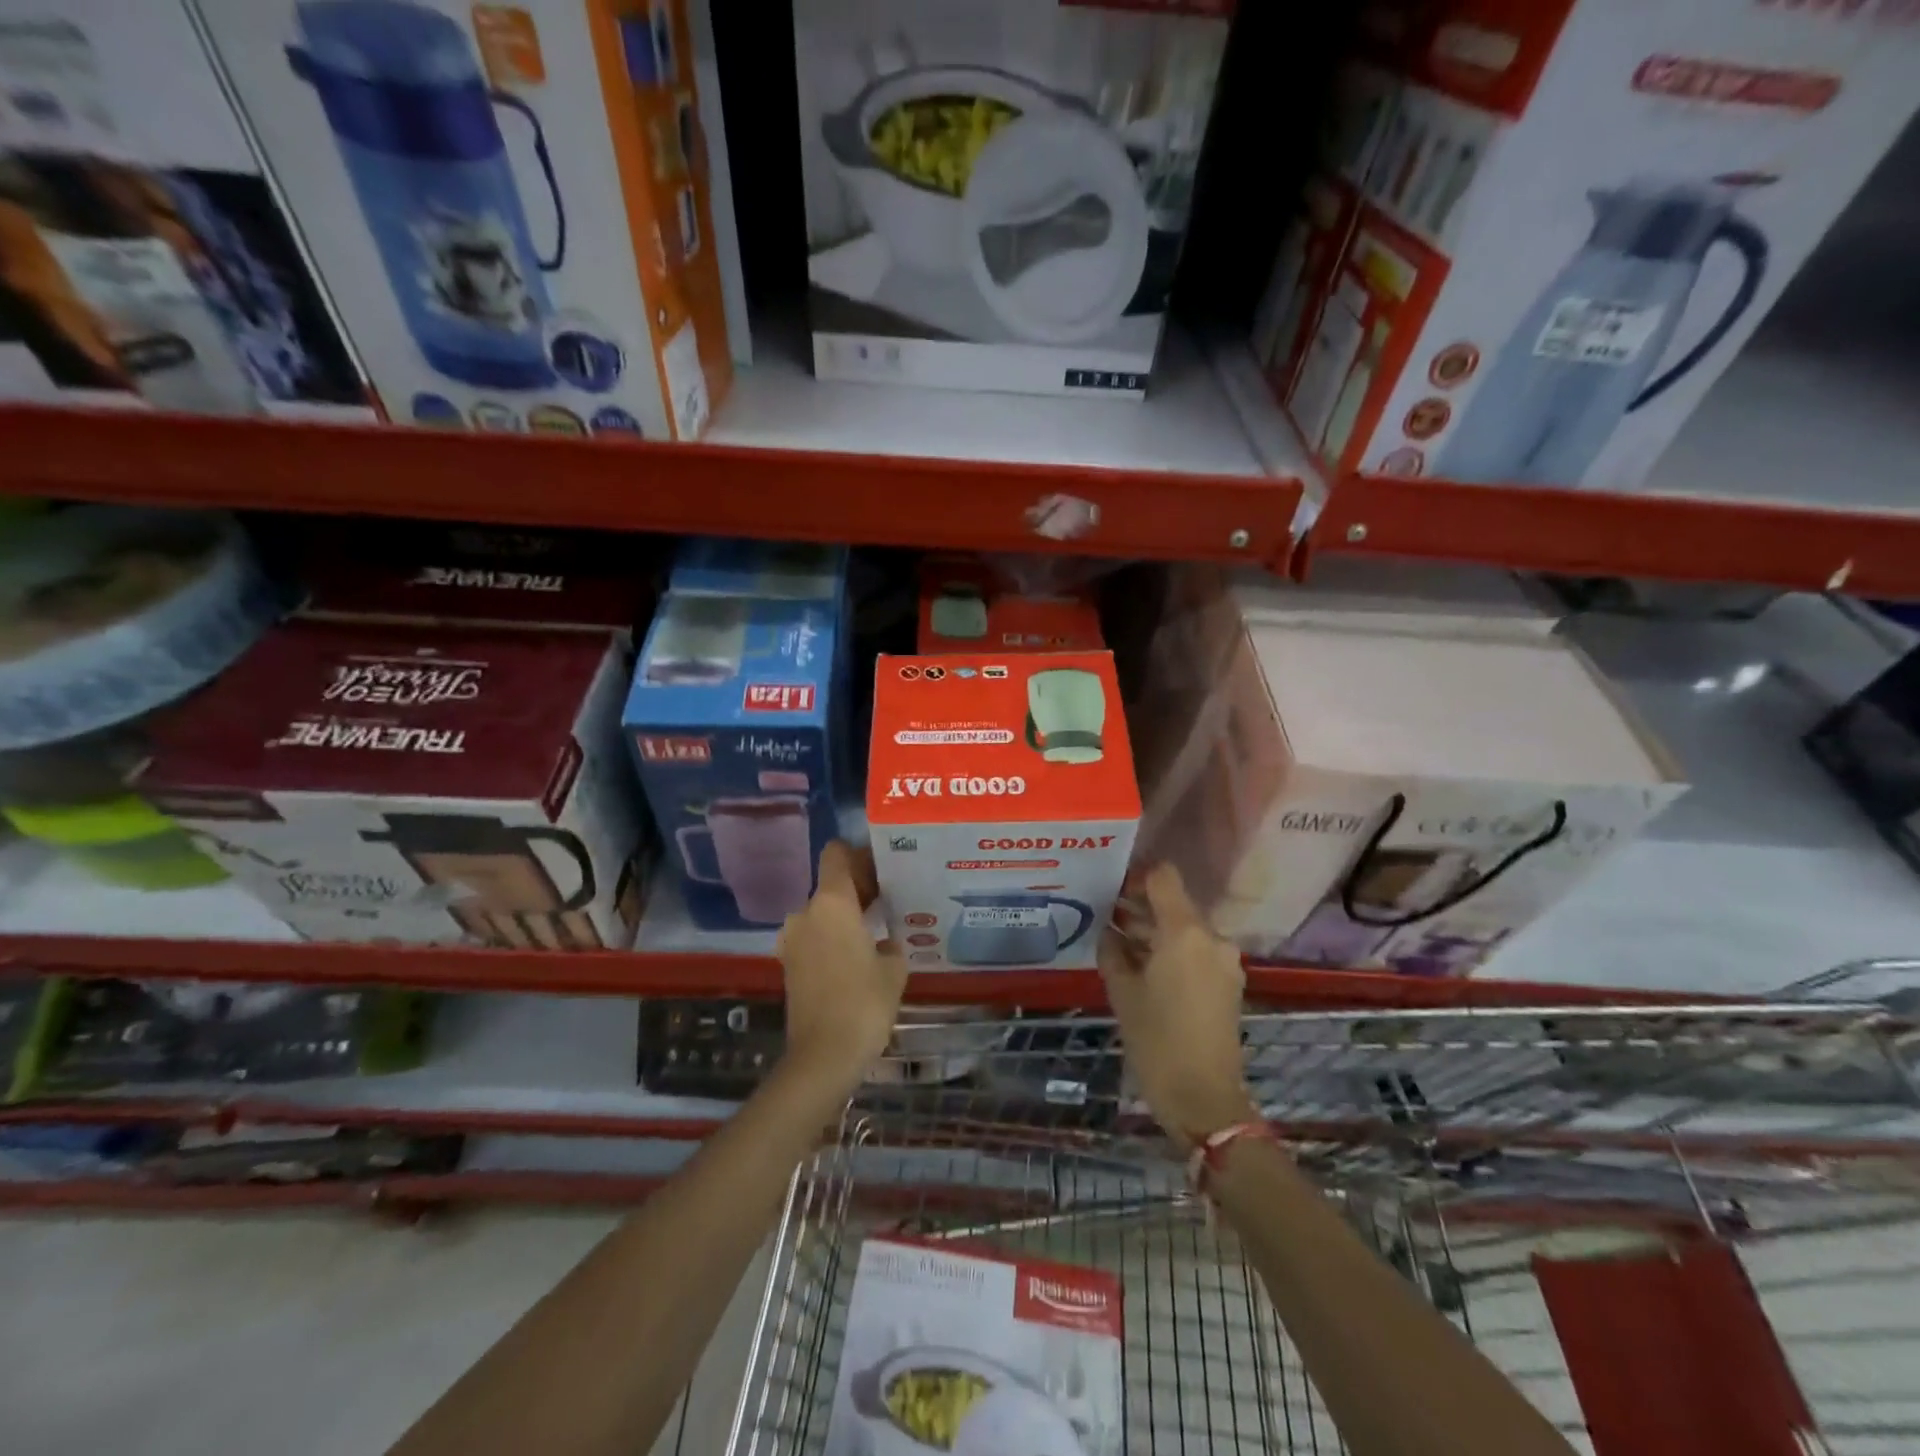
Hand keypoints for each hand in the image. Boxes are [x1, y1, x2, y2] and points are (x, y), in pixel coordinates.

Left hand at [776, 841, 906, 1097]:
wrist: (823, 1056)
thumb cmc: (864, 1003)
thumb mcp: (893, 969)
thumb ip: (891, 944)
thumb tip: (885, 941)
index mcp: (832, 903)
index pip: (836, 854)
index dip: (858, 854)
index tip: (882, 868)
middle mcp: (806, 913)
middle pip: (831, 884)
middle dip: (858, 889)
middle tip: (888, 901)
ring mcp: (792, 940)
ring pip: (822, 913)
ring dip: (844, 917)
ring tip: (874, 932)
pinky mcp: (789, 965)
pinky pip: (814, 936)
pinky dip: (832, 938)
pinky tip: (857, 957)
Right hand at [1100, 864, 1256, 1148]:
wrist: (1204, 1099)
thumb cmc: (1156, 1041)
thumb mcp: (1122, 993)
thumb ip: (1112, 952)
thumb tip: (1108, 932)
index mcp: (1185, 932)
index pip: (1163, 877)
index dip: (1136, 876)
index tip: (1110, 887)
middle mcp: (1211, 938)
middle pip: (1174, 904)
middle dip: (1140, 906)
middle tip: (1105, 915)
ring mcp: (1224, 962)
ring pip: (1185, 929)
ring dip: (1154, 930)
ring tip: (1119, 942)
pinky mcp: (1228, 983)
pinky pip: (1195, 952)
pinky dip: (1171, 951)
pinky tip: (1143, 967)